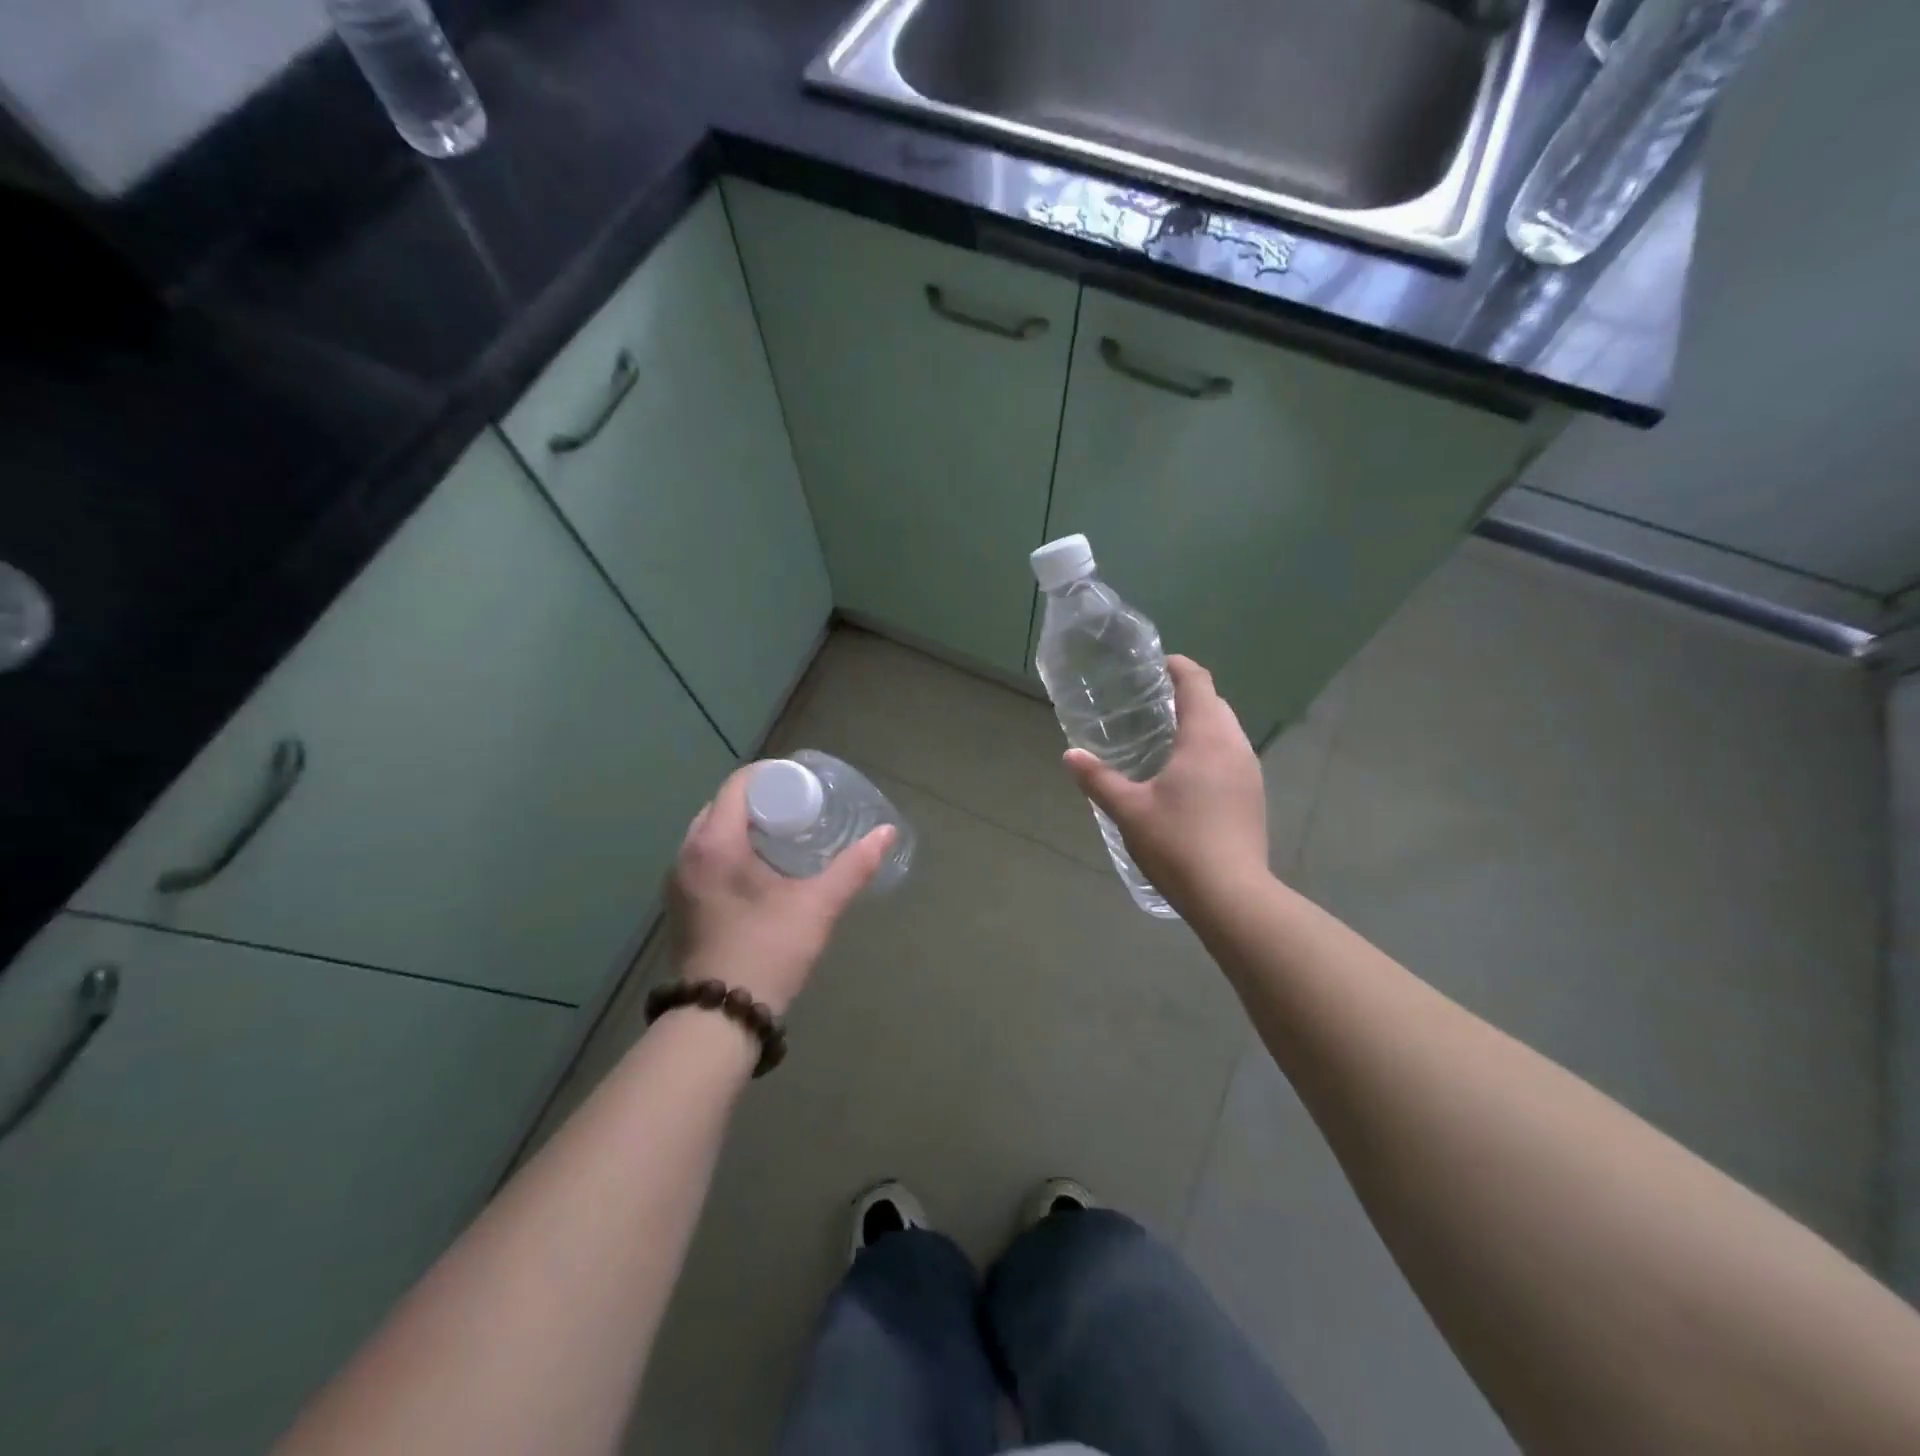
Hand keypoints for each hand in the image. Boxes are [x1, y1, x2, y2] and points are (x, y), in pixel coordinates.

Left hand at [668, 764, 893, 1014]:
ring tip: (782, 834)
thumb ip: (853, 867)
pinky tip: (758, 867)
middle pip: (722, 805)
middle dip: (760, 799)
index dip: (771, 776)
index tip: (803, 784)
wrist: (720, 1017)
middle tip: (798, 808)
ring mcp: (678, 880)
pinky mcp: (680, 903)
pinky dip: (729, 849)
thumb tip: (887, 833)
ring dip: (742, 825)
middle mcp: (688, 854)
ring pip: (710, 832)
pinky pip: (704, 857)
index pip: (738, 784)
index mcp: (715, 843)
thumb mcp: (817, 905)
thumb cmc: (769, 950)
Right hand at [1064, 655, 1269, 914]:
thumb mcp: (1128, 810)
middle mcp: (1234, 745)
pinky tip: (1186, 773)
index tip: (1155, 665)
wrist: (1231, 895)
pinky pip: (1231, 754)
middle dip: (1187, 695)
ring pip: (1227, 730)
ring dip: (1201, 723)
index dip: (1178, 667)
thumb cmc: (1177, 842)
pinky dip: (1210, 748)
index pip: (1197, 682)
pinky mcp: (1254, 795)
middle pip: (1215, 703)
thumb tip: (1070, 756)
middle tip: (1149, 703)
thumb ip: (1098, 779)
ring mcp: (1250, 771)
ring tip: (1165, 735)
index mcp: (1206, 737)